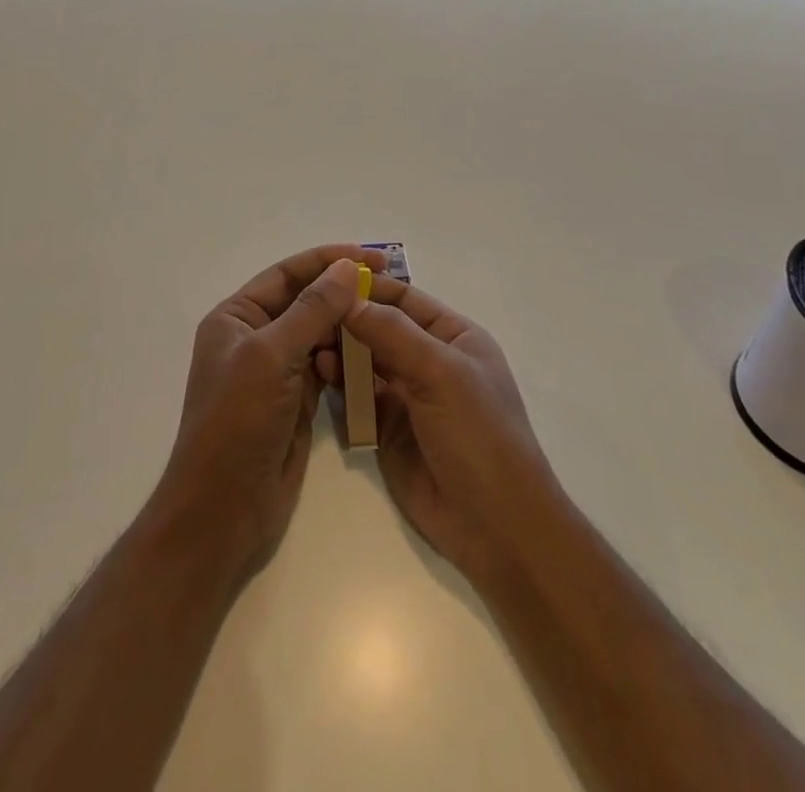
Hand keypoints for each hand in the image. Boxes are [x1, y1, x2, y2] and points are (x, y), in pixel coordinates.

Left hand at [155, 244, 387, 582]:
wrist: (223, 510)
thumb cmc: (237, 422)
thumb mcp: (271, 356)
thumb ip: (312, 309)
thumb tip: (348, 267)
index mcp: (237, 317)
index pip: (287, 274)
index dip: (327, 261)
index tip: (371, 256)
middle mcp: (255, 337)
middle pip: (305, 301)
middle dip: (343, 291)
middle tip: (390, 285)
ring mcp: (276, 370)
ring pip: (319, 334)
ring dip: (348, 325)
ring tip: (388, 317)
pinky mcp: (296, 400)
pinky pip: (327, 366)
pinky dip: (348, 358)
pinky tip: (374, 355)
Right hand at [320, 277, 565, 585]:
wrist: (496, 527)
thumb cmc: (479, 434)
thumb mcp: (441, 373)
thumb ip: (393, 334)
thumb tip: (348, 299)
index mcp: (455, 337)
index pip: (406, 300)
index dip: (370, 288)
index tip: (327, 277)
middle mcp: (431, 361)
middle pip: (382, 328)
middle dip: (349, 319)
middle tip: (309, 312)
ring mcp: (409, 396)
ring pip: (367, 361)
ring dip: (342, 350)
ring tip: (311, 342)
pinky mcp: (389, 430)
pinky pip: (360, 397)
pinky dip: (341, 383)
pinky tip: (320, 372)